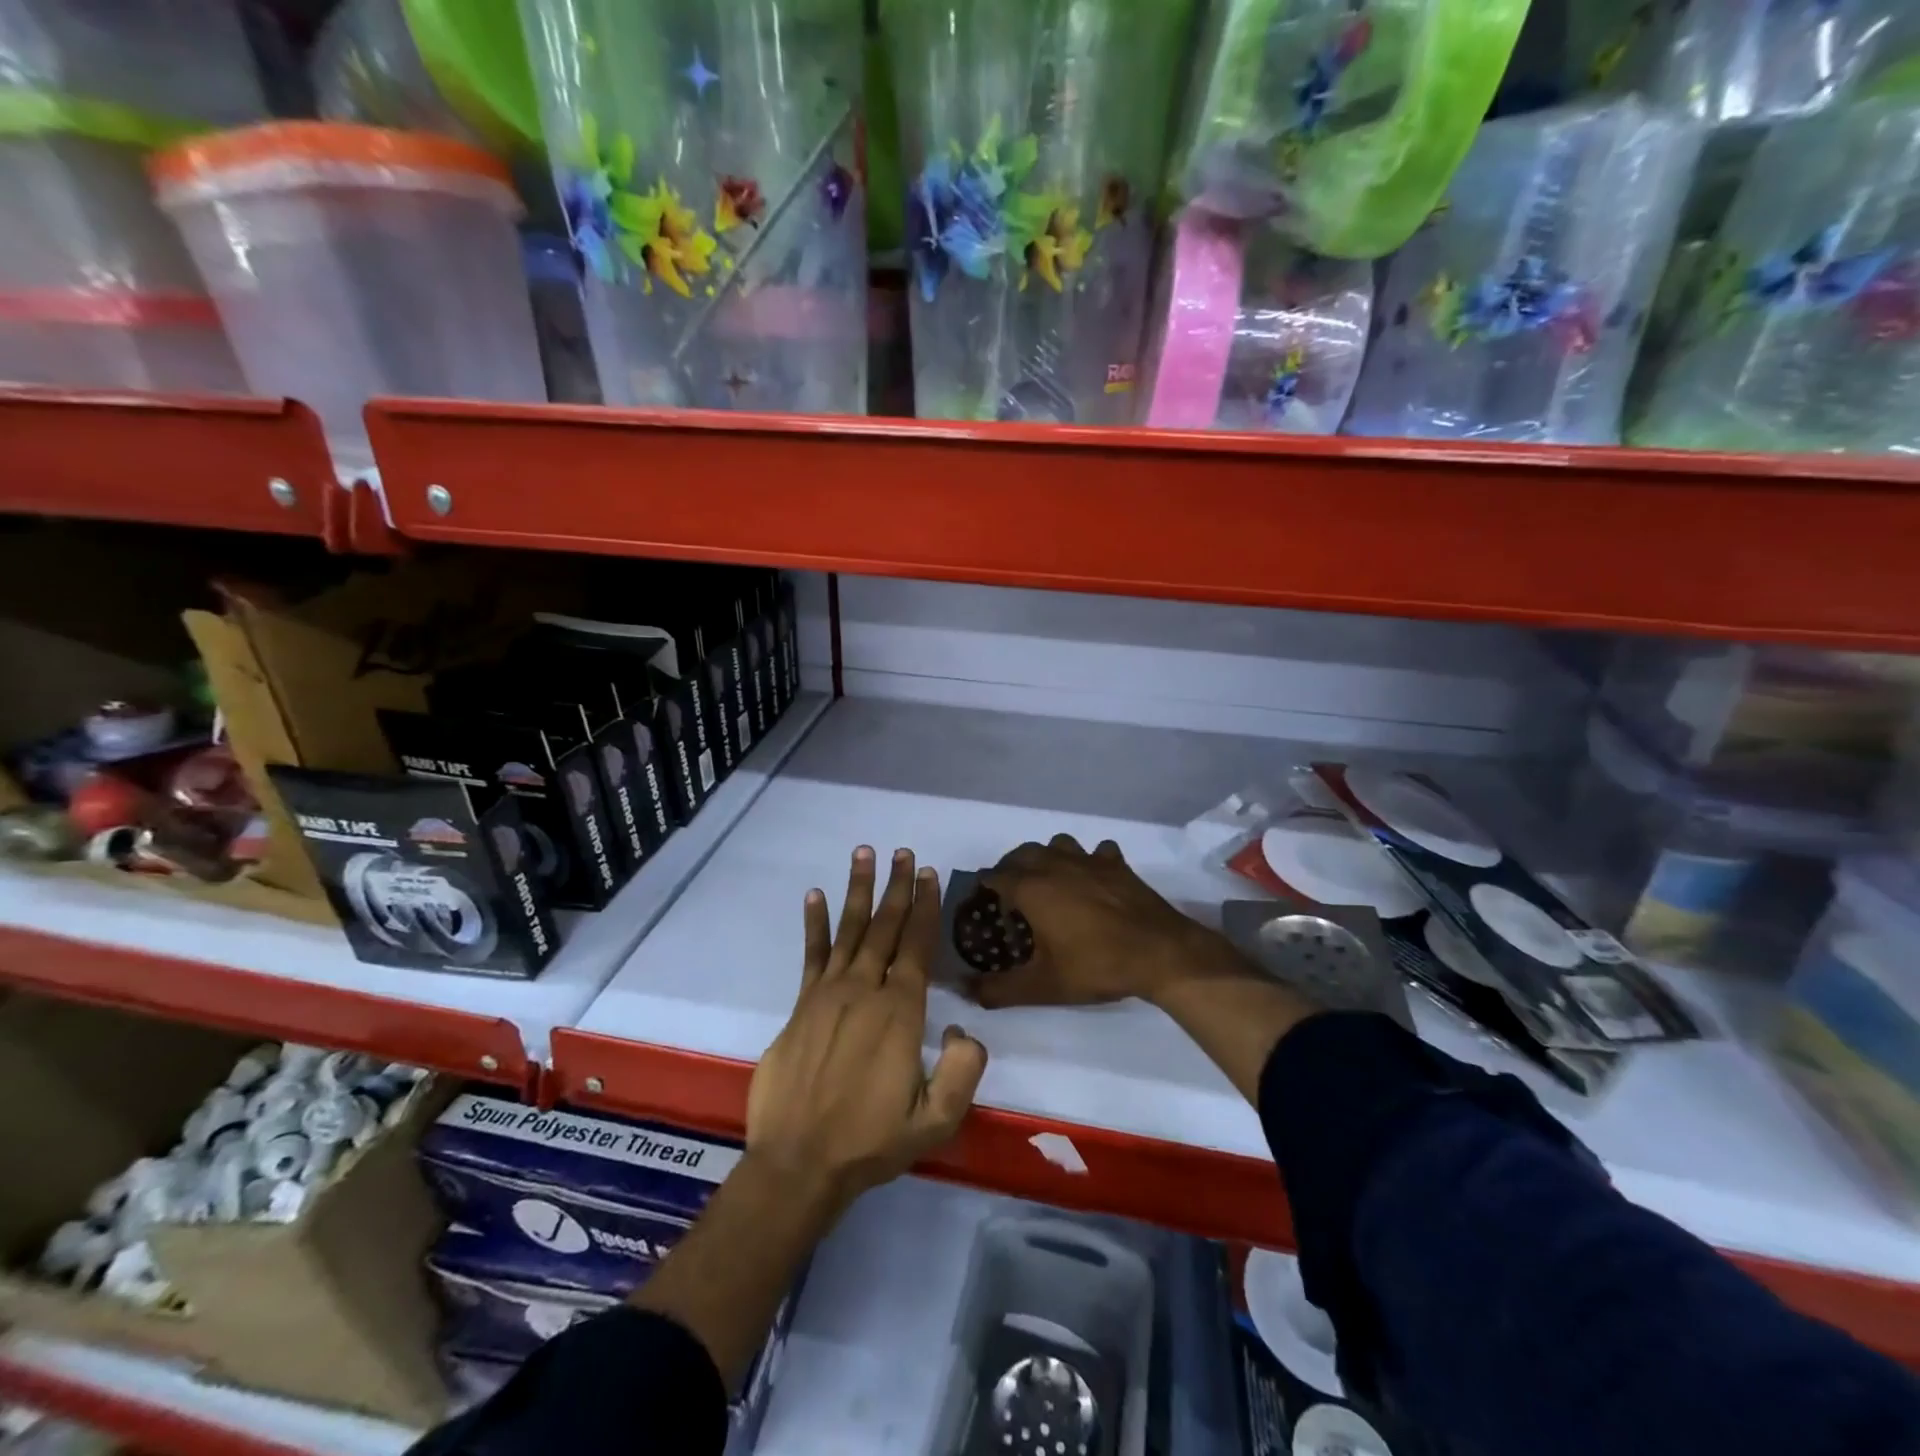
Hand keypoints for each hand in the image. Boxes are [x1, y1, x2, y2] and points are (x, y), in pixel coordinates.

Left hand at [746, 847, 988, 1213]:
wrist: (799, 1163)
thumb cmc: (871, 1142)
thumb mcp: (935, 1121)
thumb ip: (963, 1072)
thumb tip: (964, 1030)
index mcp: (900, 1013)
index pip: (917, 947)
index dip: (926, 907)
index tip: (929, 874)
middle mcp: (865, 991)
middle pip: (886, 927)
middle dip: (897, 887)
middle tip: (903, 852)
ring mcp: (828, 994)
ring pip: (850, 930)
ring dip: (858, 890)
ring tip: (864, 854)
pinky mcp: (801, 1006)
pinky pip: (811, 955)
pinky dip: (814, 924)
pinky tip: (814, 895)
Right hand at [972, 835, 1249, 1009]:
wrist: (1160, 954)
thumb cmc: (1095, 966)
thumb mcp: (1042, 986)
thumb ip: (998, 989)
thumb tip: (963, 989)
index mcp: (1031, 888)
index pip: (994, 876)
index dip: (985, 888)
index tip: (984, 904)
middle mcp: (1055, 864)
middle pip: (1022, 854)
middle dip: (1010, 869)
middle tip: (1011, 895)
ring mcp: (1088, 860)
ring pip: (1057, 844)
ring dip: (1047, 857)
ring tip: (1049, 882)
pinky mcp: (1116, 864)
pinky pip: (1096, 851)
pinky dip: (1090, 860)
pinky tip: (1093, 879)